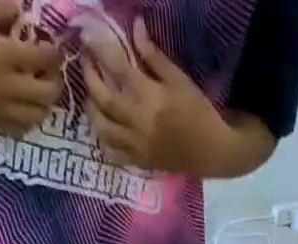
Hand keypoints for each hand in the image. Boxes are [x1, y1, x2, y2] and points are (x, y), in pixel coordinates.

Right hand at [0, 0, 61, 134]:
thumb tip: (20, 8)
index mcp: (1, 55)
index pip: (42, 58)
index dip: (54, 53)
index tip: (56, 47)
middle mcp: (7, 88)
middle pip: (48, 93)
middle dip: (56, 82)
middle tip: (52, 71)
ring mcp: (1, 110)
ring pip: (39, 115)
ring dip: (46, 104)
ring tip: (41, 90)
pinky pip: (22, 128)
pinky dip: (30, 119)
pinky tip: (25, 107)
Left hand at [84, 19, 227, 172]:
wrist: (211, 152)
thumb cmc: (198, 112)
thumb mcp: (179, 79)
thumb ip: (154, 56)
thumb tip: (136, 26)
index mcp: (147, 96)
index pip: (116, 67)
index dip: (99, 49)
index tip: (88, 36)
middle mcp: (137, 121)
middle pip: (103, 99)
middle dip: (89, 77)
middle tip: (86, 63)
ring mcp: (137, 145)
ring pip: (103, 129)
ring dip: (92, 112)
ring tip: (91, 99)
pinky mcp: (140, 161)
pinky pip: (115, 155)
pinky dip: (105, 144)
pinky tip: (104, 133)